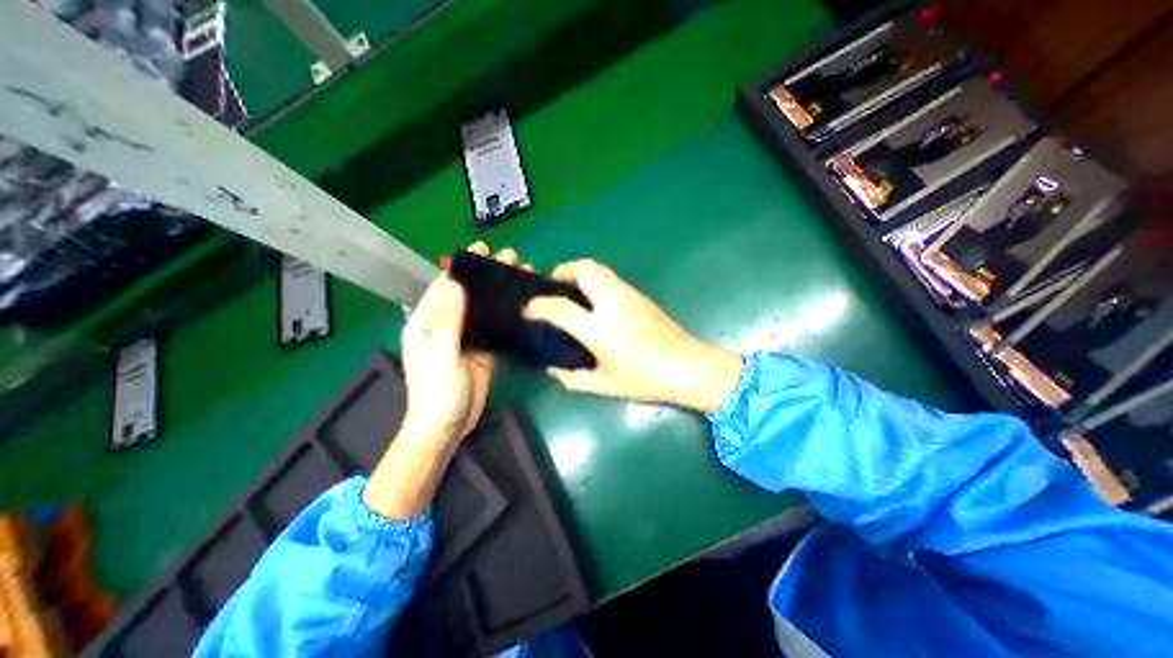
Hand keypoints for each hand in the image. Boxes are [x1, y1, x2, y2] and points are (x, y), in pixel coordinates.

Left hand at [401, 241, 523, 440]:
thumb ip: (447, 320)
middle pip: (468, 293)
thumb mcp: (441, 354)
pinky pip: (494, 326)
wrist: (448, 426)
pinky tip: (522, 306)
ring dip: (501, 292)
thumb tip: (455, 283)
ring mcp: (465, 337)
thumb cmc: (438, 392)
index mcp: (428, 321)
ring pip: (484, 308)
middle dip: (489, 274)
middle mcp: (446, 324)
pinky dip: (506, 314)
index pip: (445, 284)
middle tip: (512, 258)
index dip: (464, 264)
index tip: (483, 247)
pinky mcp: (481, 350)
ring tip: (522, 277)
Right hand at [521, 261, 741, 413]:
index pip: (560, 308)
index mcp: (600, 330)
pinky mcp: (640, 295)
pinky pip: (611, 278)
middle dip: (563, 270)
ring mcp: (629, 295)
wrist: (687, 367)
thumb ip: (573, 379)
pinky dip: (596, 281)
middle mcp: (613, 304)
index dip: (538, 306)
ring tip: (572, 292)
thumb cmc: (645, 380)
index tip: (528, 310)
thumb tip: (554, 370)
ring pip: (599, 268)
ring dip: (580, 273)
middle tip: (554, 287)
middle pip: (584, 269)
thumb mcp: (605, 386)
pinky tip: (596, 302)